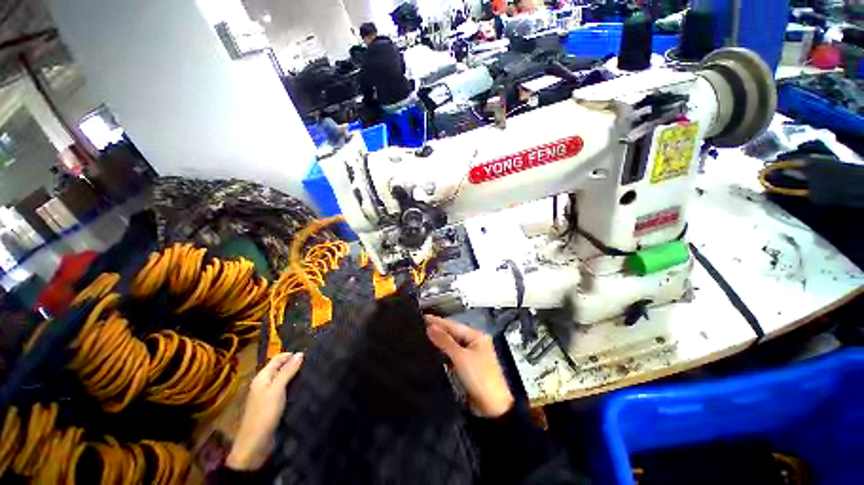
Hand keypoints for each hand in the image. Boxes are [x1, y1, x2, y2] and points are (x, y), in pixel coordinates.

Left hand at [226, 352, 302, 470]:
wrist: (255, 445)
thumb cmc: (264, 414)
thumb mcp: (277, 390)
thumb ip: (287, 371)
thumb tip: (300, 353)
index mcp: (262, 377)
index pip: (278, 358)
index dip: (292, 355)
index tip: (309, 355)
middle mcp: (265, 384)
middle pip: (281, 368)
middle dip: (295, 365)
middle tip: (314, 364)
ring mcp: (269, 395)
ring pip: (284, 379)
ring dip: (296, 376)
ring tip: (313, 373)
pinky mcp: (274, 405)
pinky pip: (286, 390)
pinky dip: (294, 387)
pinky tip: (305, 387)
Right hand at [425, 315, 513, 417]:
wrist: (491, 408)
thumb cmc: (479, 378)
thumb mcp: (461, 357)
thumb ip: (444, 341)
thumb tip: (430, 327)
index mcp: (476, 336)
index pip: (452, 325)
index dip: (437, 321)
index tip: (422, 317)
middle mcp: (472, 342)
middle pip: (451, 333)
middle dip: (436, 330)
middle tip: (418, 326)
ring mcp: (469, 354)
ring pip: (449, 344)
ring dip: (437, 342)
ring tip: (420, 336)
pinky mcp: (464, 366)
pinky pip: (450, 355)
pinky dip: (441, 353)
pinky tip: (430, 351)